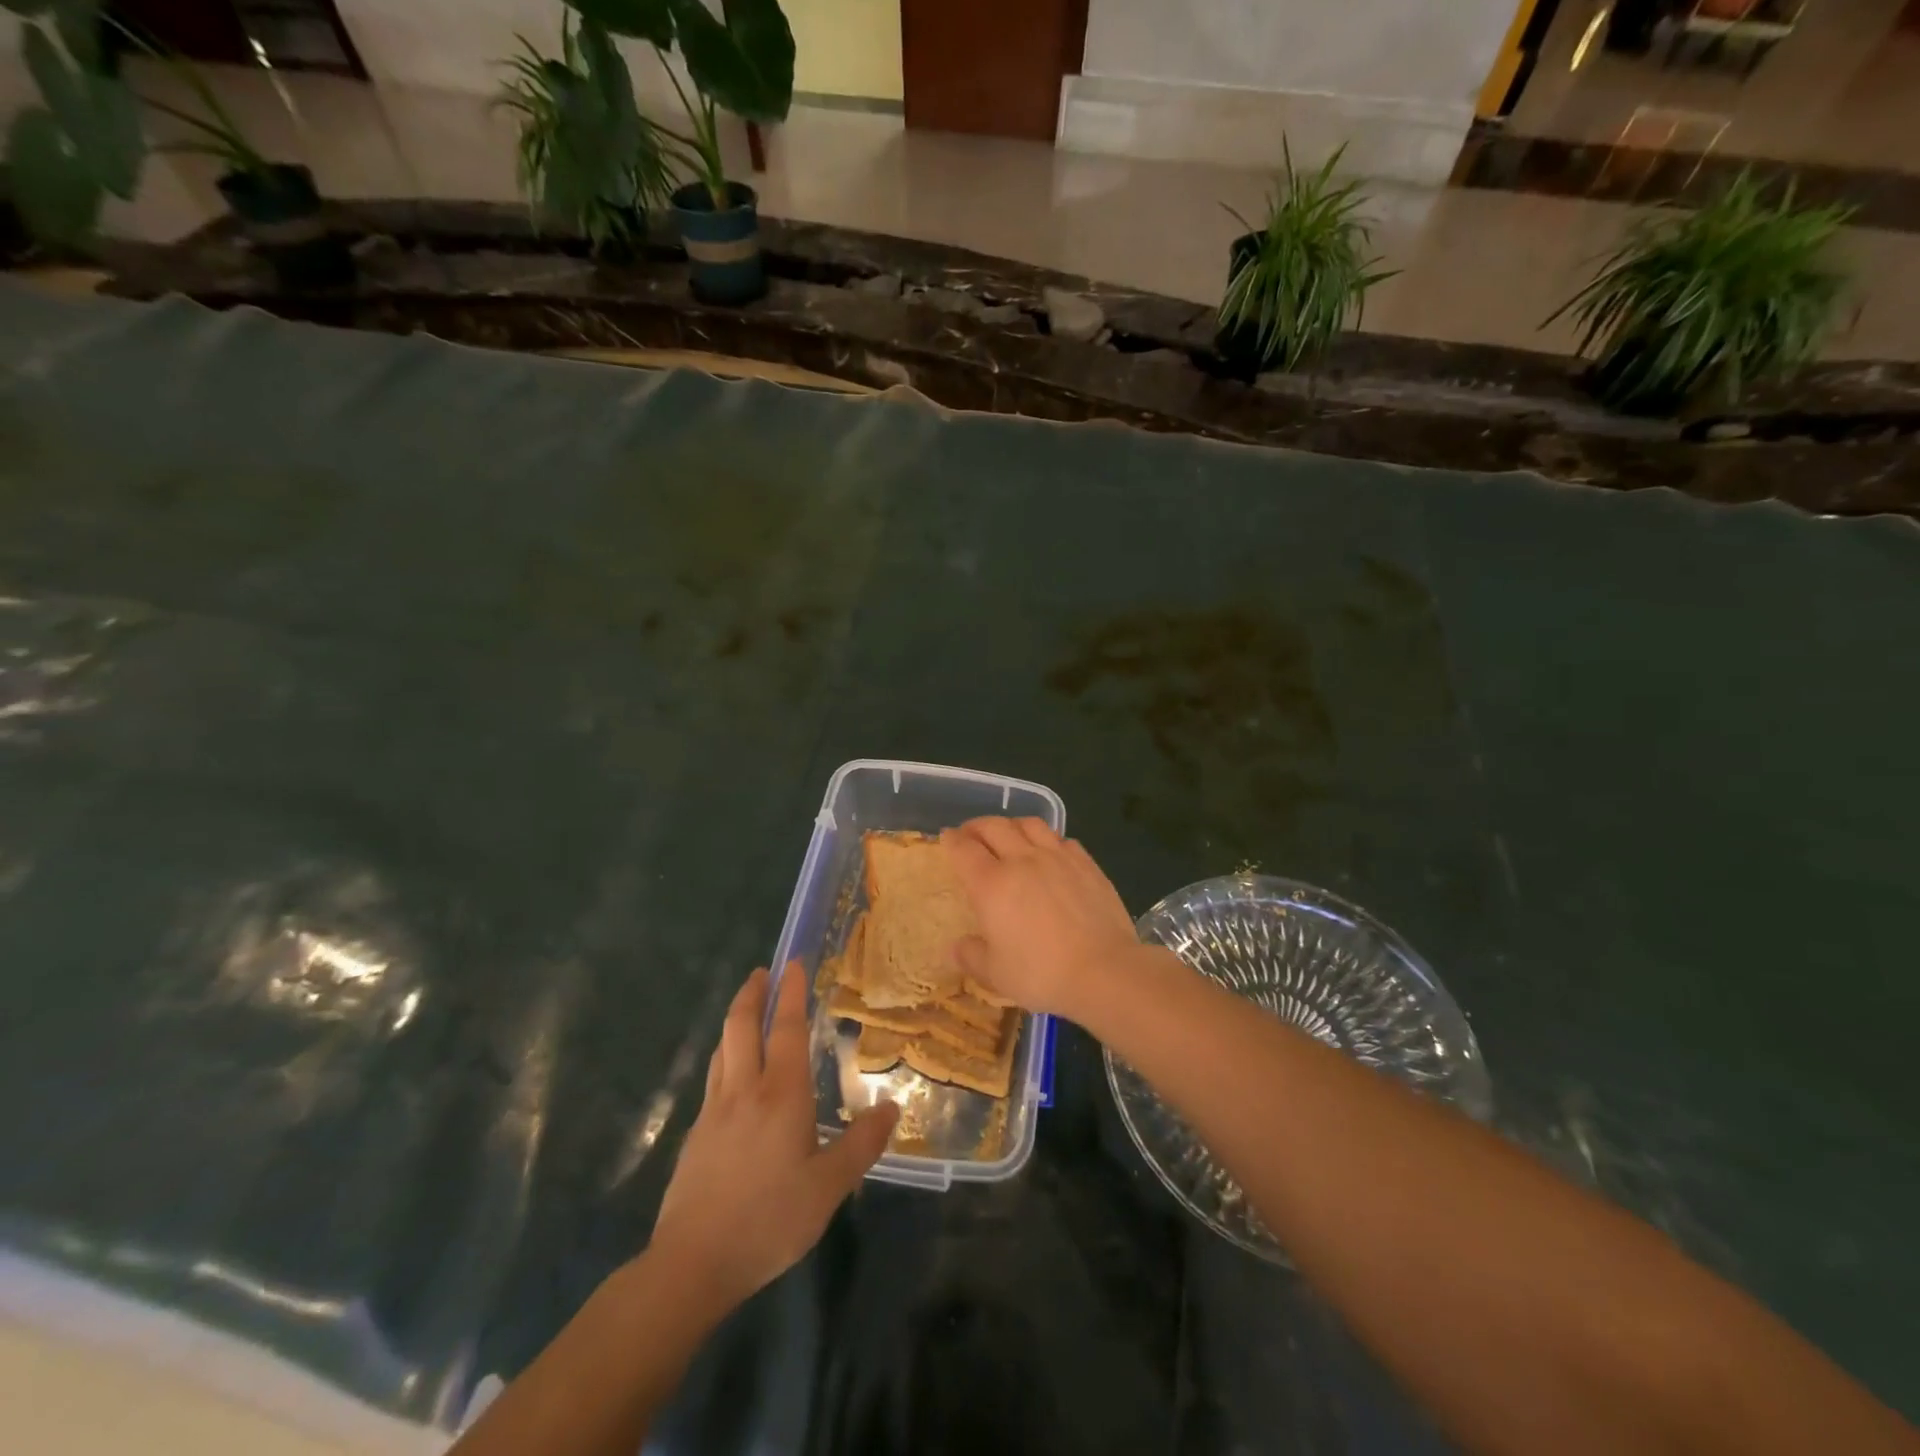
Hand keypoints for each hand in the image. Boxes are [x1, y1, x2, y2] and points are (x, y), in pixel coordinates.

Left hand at [649, 966, 896, 1313]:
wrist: (692, 1263)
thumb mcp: (829, 1188)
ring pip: (723, 1048)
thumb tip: (891, 1107)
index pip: (786, 1029)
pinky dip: (725, 1055)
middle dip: (752, 993)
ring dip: (735, 1020)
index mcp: (781, 1094)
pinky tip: (731, 1074)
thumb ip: (861, 1145)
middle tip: (763, 972)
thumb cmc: (768, 1221)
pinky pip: (713, 1077)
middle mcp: (745, 1090)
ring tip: (747, 1009)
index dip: (790, 993)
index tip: (793, 963)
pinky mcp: (696, 1134)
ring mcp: (714, 1110)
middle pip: (742, 1026)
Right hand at [942, 817, 1144, 1018]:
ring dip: (1012, 824)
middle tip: (971, 834)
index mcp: (991, 884)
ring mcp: (1057, 857)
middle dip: (977, 826)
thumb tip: (956, 947)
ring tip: (1009, 834)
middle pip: (994, 827)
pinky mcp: (1086, 863)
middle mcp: (1022, 860)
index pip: (964, 849)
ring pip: (1029, 823)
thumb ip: (971, 956)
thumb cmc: (1042, 973)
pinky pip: (1061, 838)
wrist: (1104, 970)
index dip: (952, 840)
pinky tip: (1049, 852)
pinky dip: (1047, 839)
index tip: (947, 838)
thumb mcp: (995, 974)